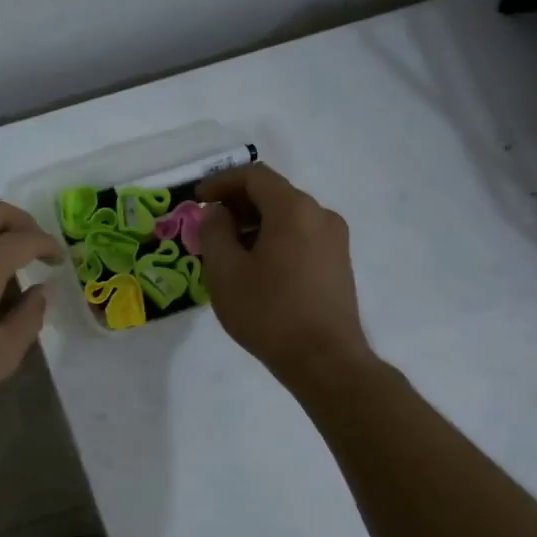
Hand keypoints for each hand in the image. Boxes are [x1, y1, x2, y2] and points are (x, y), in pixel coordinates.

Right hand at [196, 164, 371, 387]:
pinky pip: (301, 237)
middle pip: (273, 194)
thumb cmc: (268, 313)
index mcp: (293, 209)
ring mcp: (335, 240)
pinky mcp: (338, 263)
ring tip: (229, 252)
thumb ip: (214, 232)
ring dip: (255, 224)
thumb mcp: (225, 272)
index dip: (221, 182)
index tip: (198, 200)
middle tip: (209, 228)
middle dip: (237, 204)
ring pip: (288, 217)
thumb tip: (218, 214)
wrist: (324, 360)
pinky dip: (274, 240)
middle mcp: (320, 215)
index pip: (254, 176)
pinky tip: (257, 269)